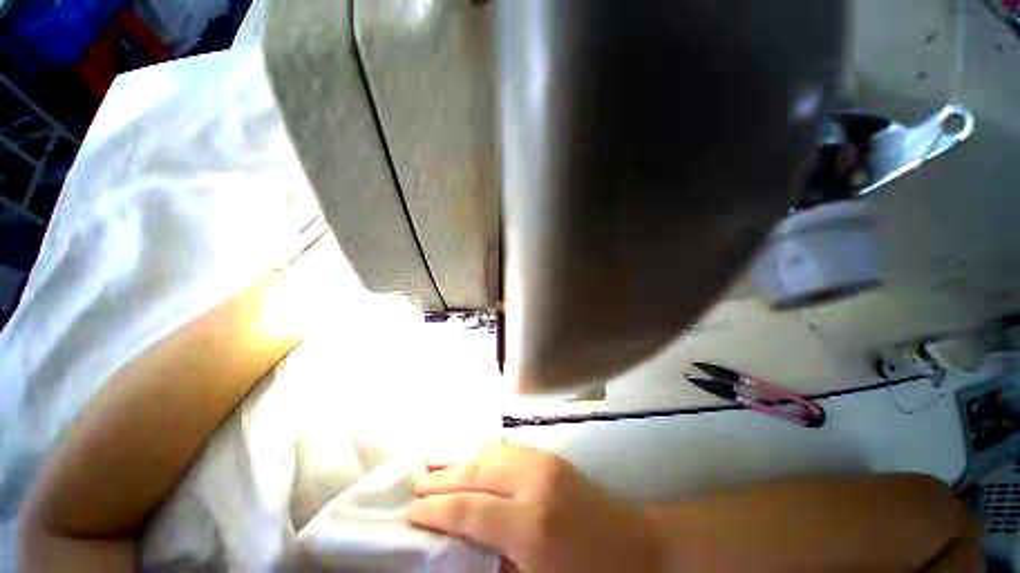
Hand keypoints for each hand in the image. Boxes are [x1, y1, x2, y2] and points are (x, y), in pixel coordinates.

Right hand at [408, 444, 660, 572]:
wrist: (637, 548)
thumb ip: (497, 565)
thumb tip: (461, 547)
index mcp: (530, 527)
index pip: (469, 511)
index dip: (436, 510)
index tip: (410, 511)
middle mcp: (533, 484)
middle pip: (476, 474)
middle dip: (442, 479)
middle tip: (415, 483)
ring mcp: (544, 464)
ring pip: (490, 454)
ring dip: (461, 459)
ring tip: (435, 464)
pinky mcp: (551, 457)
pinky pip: (508, 448)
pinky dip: (484, 452)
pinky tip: (472, 456)